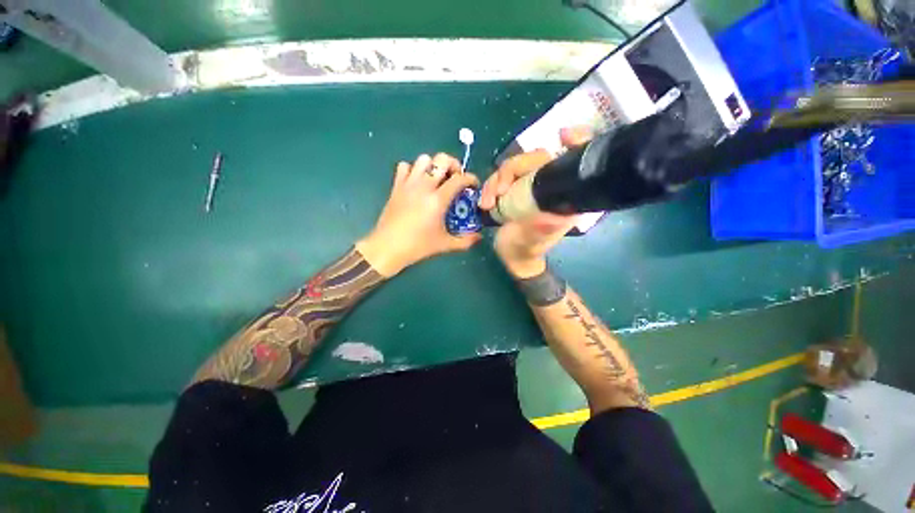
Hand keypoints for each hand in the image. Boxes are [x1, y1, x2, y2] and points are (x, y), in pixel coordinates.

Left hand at [356, 153, 480, 276]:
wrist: (388, 247)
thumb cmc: (418, 246)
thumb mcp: (445, 244)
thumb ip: (465, 241)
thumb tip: (479, 237)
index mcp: (438, 200)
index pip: (459, 179)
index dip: (470, 178)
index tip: (473, 185)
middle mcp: (424, 186)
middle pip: (441, 159)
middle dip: (453, 164)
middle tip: (455, 178)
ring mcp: (408, 184)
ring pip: (423, 159)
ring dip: (433, 165)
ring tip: (437, 179)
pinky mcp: (396, 186)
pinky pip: (404, 166)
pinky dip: (413, 170)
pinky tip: (417, 183)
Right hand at [480, 127, 592, 278]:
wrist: (512, 256)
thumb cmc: (525, 250)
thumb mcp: (532, 241)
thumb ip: (541, 228)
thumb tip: (552, 213)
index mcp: (563, 196)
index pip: (573, 162)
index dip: (576, 142)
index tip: (563, 135)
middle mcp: (548, 186)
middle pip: (534, 158)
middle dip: (510, 171)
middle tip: (497, 193)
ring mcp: (529, 186)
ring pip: (513, 166)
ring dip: (495, 182)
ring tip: (487, 204)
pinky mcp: (514, 189)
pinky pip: (501, 177)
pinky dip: (490, 187)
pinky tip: (484, 203)